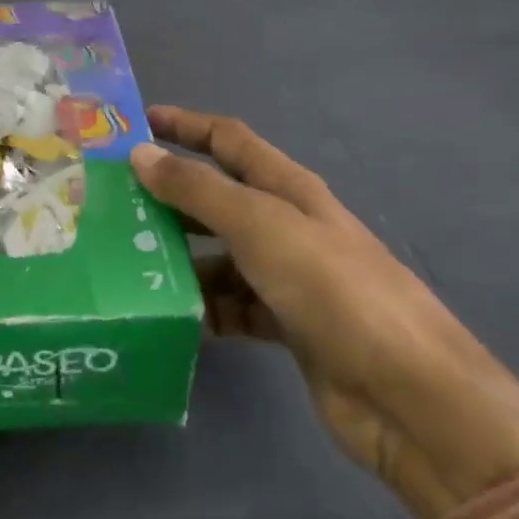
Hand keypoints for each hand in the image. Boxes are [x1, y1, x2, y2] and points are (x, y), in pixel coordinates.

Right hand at [131, 106, 518, 518]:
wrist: (407, 395)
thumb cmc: (333, 290)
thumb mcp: (260, 227)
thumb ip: (198, 190)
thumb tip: (140, 153)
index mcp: (288, 189)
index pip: (229, 140)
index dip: (185, 126)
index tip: (136, 124)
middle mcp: (286, 226)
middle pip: (217, 199)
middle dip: (169, 197)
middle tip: (112, 204)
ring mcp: (286, 277)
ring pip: (217, 255)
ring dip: (178, 258)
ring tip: (124, 264)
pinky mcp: (283, 325)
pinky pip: (229, 305)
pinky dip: (201, 308)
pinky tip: (166, 315)